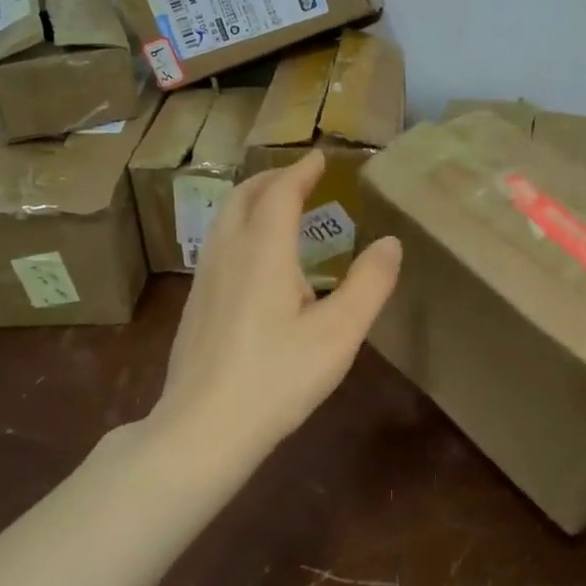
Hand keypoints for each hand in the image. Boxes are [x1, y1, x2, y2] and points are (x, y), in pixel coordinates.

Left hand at [151, 151, 401, 472]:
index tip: (319, 157)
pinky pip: (217, 243)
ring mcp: (205, 278)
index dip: (302, 171)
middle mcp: (229, 252)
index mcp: (264, 251)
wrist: (203, 428)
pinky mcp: (195, 304)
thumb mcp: (339, 333)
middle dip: (272, 178)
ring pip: (224, 218)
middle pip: (244, 196)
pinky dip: (240, 226)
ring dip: (252, 200)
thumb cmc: (278, 377)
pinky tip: (253, 257)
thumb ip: (369, 284)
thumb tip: (391, 242)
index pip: (282, 193)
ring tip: (276, 206)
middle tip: (299, 176)